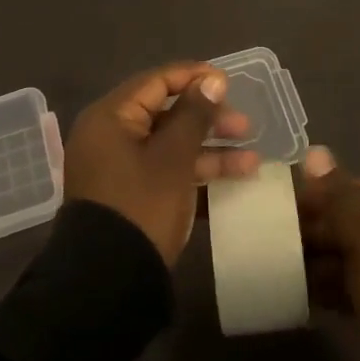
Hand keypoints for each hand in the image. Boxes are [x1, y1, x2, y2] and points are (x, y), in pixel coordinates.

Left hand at [64, 62, 258, 263]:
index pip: (156, 82)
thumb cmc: (141, 206)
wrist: (108, 283)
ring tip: (252, 160)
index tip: (229, 82)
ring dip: (209, 150)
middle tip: (245, 127)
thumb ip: (194, 115)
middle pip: (165, 114)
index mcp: (111, 117)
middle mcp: (110, 136)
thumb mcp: (173, 158)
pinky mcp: (129, 195)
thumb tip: (212, 80)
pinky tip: (234, 179)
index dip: (194, 78)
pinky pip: (165, 170)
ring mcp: (119, 168)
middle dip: (208, 119)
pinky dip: (194, 172)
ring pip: (169, 145)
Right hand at [296, 146, 359, 344]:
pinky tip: (302, 295)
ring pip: (353, 257)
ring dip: (321, 261)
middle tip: (278, 238)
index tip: (286, 205)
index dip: (324, 194)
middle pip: (356, 223)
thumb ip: (338, 196)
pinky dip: (331, 289)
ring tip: (283, 266)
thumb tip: (315, 151)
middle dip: (318, 230)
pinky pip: (356, 288)